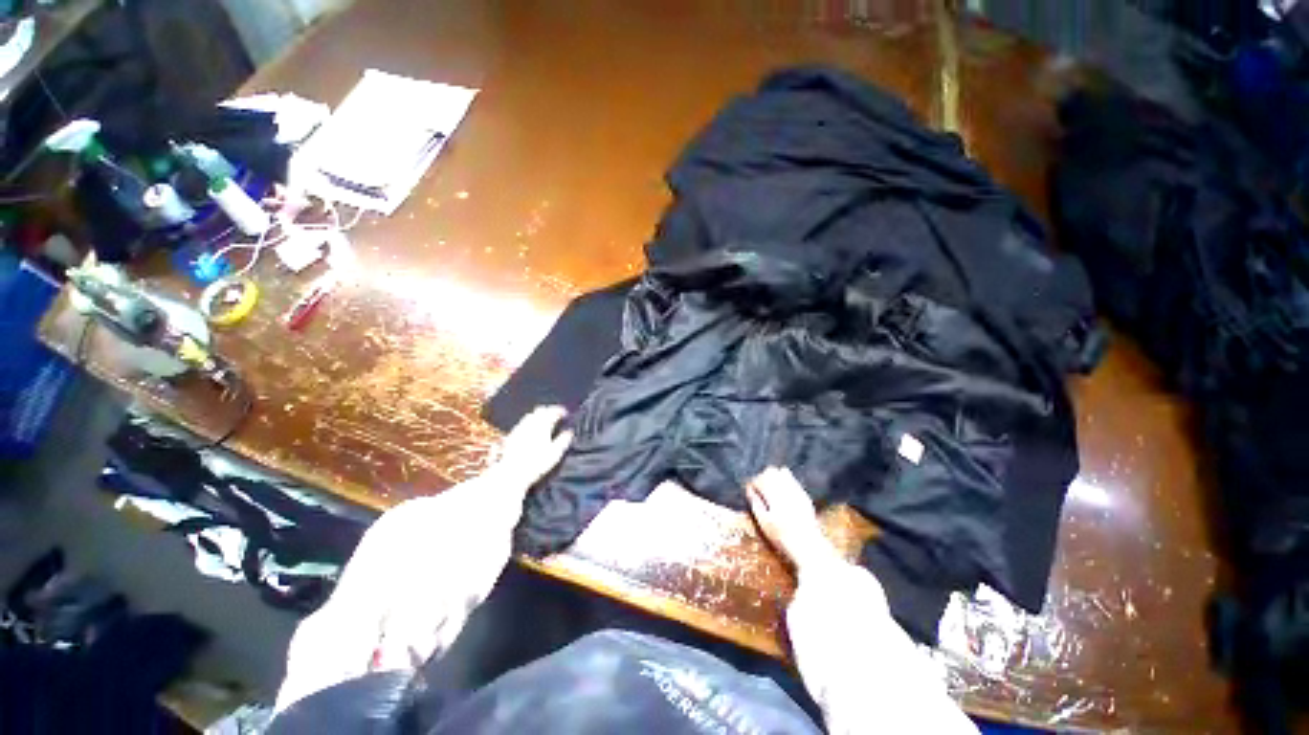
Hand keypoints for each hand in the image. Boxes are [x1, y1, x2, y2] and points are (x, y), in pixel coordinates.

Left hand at [488, 405, 573, 495]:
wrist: (512, 473)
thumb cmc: (537, 464)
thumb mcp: (555, 453)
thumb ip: (563, 440)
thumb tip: (569, 432)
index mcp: (543, 426)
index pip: (553, 412)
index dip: (561, 411)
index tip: (566, 414)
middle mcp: (531, 423)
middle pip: (541, 410)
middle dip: (550, 410)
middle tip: (556, 415)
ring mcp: (520, 428)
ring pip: (531, 414)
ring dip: (539, 414)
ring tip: (545, 420)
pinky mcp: (512, 434)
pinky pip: (523, 422)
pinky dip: (530, 421)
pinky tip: (531, 429)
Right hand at [746, 467, 838, 573]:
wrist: (808, 546)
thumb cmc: (782, 537)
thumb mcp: (764, 523)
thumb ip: (756, 504)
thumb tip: (750, 490)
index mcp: (774, 495)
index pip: (760, 479)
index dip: (753, 484)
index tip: (751, 490)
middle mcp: (786, 488)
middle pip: (771, 471)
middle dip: (763, 477)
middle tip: (760, 489)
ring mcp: (797, 490)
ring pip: (783, 472)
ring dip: (774, 477)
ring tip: (771, 489)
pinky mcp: (804, 495)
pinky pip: (793, 480)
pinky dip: (786, 481)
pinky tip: (783, 492)